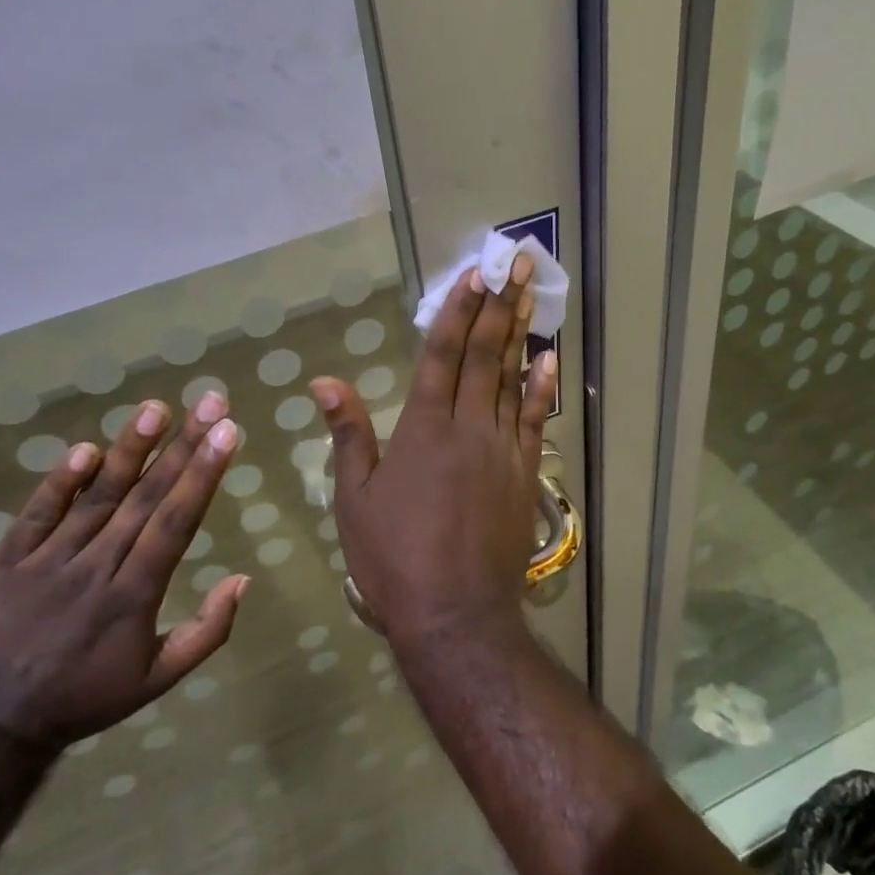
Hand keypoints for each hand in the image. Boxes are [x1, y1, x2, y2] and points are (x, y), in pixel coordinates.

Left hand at [0, 392, 248, 751]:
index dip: (203, 475)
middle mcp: (95, 568)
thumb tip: (242, 579)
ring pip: (96, 497)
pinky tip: (86, 449)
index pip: (176, 523)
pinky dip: (60, 482)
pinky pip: (36, 515)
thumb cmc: (85, 697)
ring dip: (129, 450)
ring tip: (156, 408)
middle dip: (183, 447)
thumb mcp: (157, 680)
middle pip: (145, 498)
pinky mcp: (5, 561)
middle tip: (210, 403)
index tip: (227, 433)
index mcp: (133, 596)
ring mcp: (46, 561)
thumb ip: (206, 631)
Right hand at [311, 251, 558, 647]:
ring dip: (522, 333)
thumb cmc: (393, 556)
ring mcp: (502, 448)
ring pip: (513, 379)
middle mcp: (467, 427)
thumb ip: (348, 435)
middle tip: (517, 262)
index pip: (442, 355)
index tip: (475, 275)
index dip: (458, 311)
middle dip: (499, 306)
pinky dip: (542, 388)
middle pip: (485, 355)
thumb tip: (325, 381)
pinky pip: (534, 420)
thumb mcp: (354, 498)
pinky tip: (550, 360)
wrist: (455, 612)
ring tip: (532, 293)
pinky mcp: (524, 474)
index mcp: (422, 428)